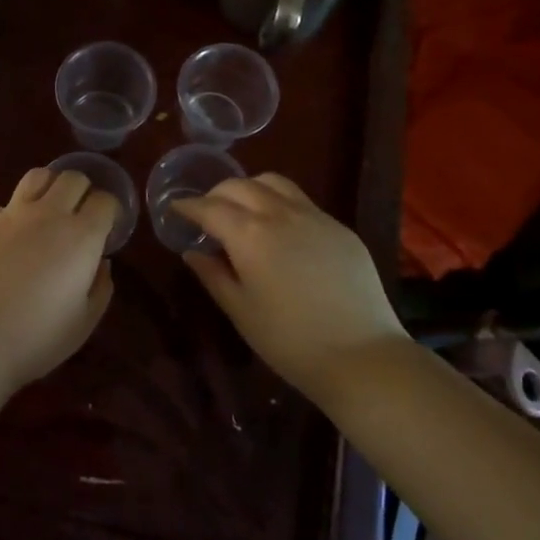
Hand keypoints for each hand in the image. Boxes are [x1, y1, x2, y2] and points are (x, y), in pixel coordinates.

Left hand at [0, 167, 117, 389]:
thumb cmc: (35, 339)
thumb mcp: (84, 323)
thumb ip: (100, 287)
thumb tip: (101, 262)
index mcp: (81, 236)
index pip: (105, 200)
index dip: (111, 211)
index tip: (108, 229)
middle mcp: (49, 214)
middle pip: (73, 177)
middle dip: (84, 191)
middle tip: (81, 217)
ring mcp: (12, 214)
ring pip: (38, 176)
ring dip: (51, 186)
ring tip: (50, 210)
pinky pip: (9, 204)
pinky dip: (19, 213)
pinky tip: (15, 238)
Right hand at [174, 175, 405, 402]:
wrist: (362, 356)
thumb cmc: (290, 341)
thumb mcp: (241, 311)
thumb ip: (213, 275)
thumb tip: (193, 252)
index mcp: (249, 235)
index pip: (209, 207)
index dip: (188, 205)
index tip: (176, 208)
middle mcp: (280, 214)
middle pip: (240, 185)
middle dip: (216, 194)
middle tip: (207, 213)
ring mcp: (314, 216)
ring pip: (273, 183)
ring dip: (250, 188)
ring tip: (243, 210)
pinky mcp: (339, 227)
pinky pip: (302, 201)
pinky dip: (279, 203)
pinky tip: (281, 229)